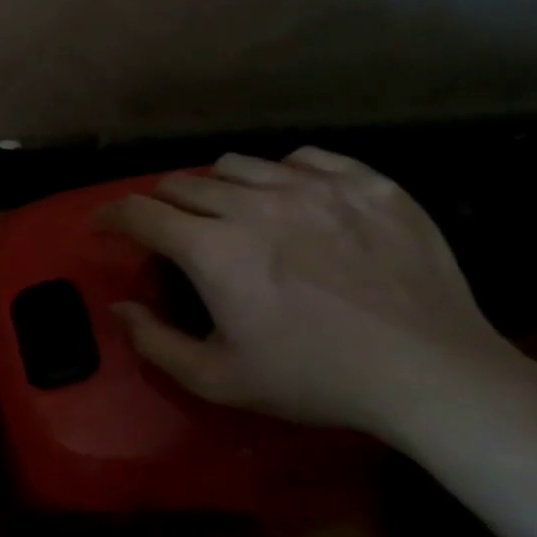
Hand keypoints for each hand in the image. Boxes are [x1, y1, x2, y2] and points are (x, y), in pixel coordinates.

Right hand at [103, 147, 518, 435]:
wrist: (432, 374)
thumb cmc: (314, 379)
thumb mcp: (217, 378)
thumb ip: (153, 341)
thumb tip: (120, 305)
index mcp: (213, 250)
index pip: (139, 212)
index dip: (111, 216)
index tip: (104, 226)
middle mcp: (256, 204)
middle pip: (183, 183)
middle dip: (161, 204)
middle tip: (168, 229)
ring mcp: (317, 188)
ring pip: (239, 164)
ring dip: (215, 186)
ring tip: (226, 210)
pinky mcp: (369, 185)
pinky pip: (305, 158)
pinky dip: (281, 173)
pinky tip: (290, 198)